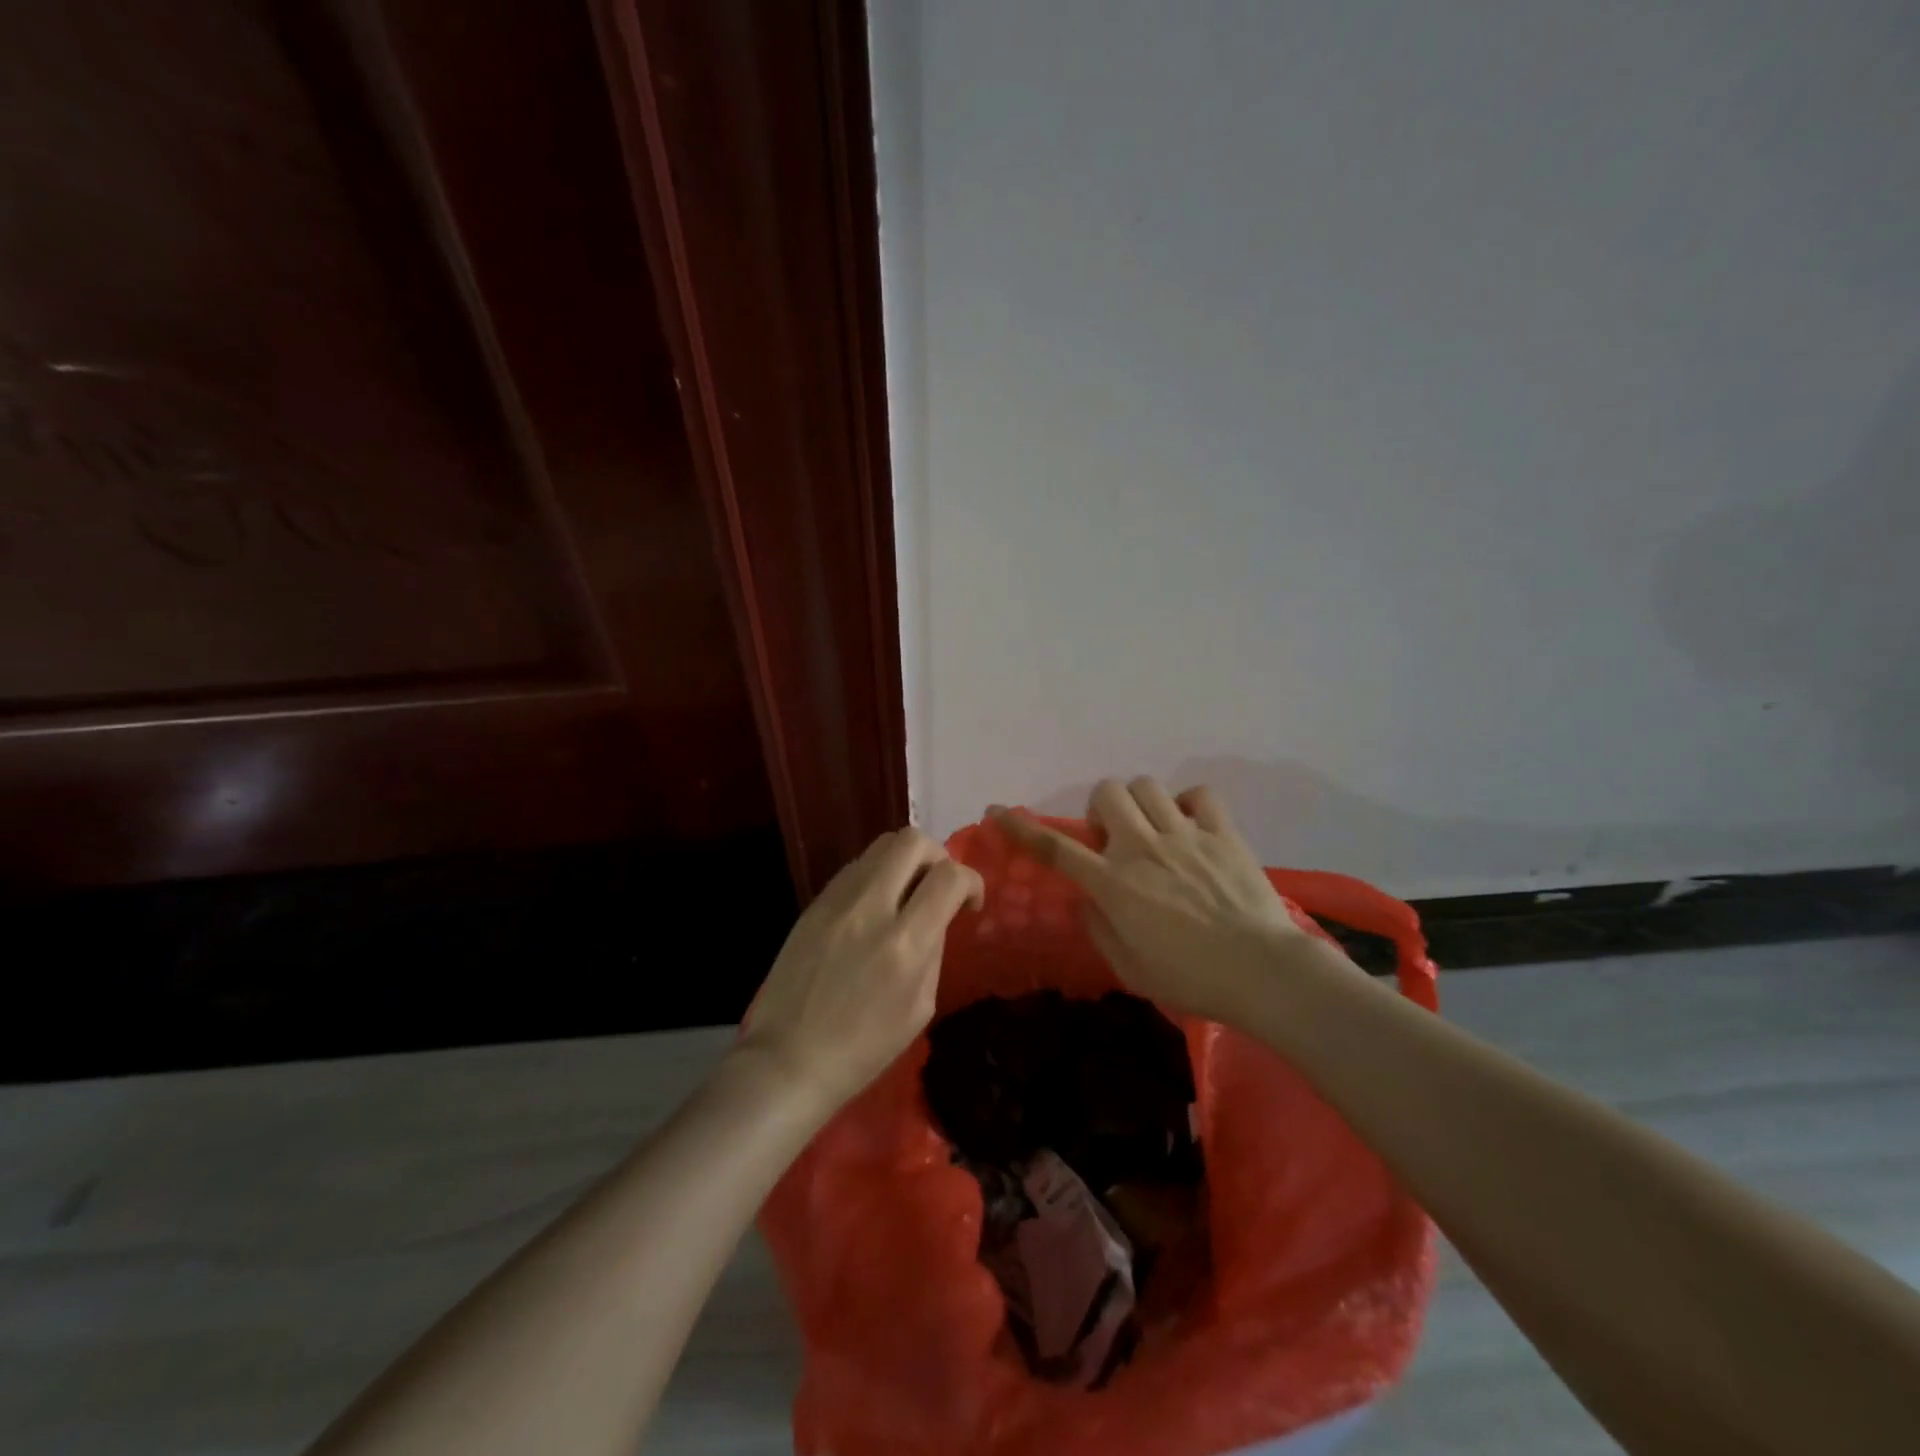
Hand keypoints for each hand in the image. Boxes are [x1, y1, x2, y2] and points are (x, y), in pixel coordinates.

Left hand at [737, 828, 983, 1115]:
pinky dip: (877, 875)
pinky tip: (875, 907)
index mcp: (904, 943)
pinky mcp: (814, 902)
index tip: (969, 904)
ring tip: (907, 894)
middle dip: (938, 856)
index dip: (971, 881)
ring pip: (881, 845)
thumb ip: (933, 951)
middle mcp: (871, 908)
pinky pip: (856, 867)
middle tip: (939, 887)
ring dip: (906, 861)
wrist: (787, 1060)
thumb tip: (937, 916)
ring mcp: (837, 900)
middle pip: (913, 841)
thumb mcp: (919, 1008)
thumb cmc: (862, 1049)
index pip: (949, 876)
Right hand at [992, 778, 1318, 1026]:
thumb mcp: (1129, 968)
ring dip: (1139, 804)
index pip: (1055, 848)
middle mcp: (1142, 848)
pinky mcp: (1222, 833)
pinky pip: (1199, 794)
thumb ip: (1098, 927)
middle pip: (1106, 793)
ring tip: (1152, 830)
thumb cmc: (1190, 979)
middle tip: (1113, 840)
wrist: (1263, 972)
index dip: (1021, 828)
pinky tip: (1190, 826)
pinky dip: (1189, 803)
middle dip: (1101, 809)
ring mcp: (1184, 836)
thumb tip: (1086, 898)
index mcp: (1113, 883)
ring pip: (1146, 786)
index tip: (998, 812)